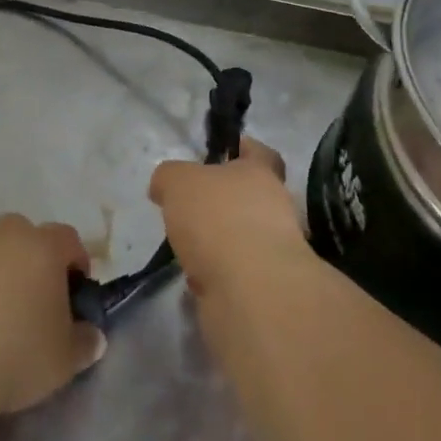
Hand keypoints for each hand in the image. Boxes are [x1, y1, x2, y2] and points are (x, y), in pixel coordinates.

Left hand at [0, 214, 106, 418]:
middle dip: (35, 263)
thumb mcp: (64, 360)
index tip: (75, 297)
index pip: (69, 239)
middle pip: (26, 237)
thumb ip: (84, 343)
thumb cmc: (15, 354)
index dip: (78, 264)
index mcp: (41, 246)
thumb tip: (91, 336)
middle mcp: (3, 237)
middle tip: (36, 305)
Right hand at [149, 138, 309, 297]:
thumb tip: (164, 185)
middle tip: (188, 211)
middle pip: (247, 198)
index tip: (220, 155)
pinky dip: (217, 276)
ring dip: (217, 244)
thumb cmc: (217, 218)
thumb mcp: (178, 182)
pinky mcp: (266, 288)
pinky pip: (235, 274)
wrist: (250, 290)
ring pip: (240, 238)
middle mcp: (275, 207)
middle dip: (219, 206)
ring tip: (186, 251)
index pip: (260, 152)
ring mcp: (274, 250)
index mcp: (260, 173)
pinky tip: (196, 281)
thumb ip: (169, 177)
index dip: (241, 150)